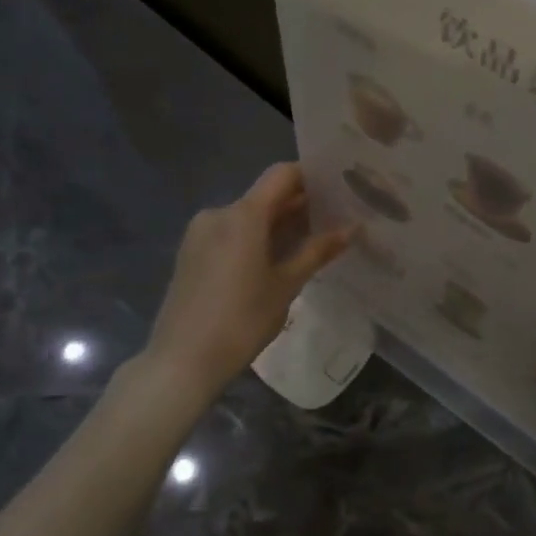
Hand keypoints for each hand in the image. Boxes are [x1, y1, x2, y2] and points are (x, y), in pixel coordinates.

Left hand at [144, 163, 354, 393]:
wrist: (183, 360)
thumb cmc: (242, 320)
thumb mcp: (286, 285)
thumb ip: (317, 251)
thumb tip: (352, 228)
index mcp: (243, 214)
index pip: (282, 175)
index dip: (311, 177)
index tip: (338, 192)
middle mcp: (219, 213)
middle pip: (265, 196)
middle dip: (299, 206)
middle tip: (334, 222)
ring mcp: (200, 233)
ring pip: (247, 217)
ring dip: (277, 224)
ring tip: (309, 245)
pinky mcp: (191, 253)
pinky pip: (230, 233)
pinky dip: (255, 238)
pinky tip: (274, 262)